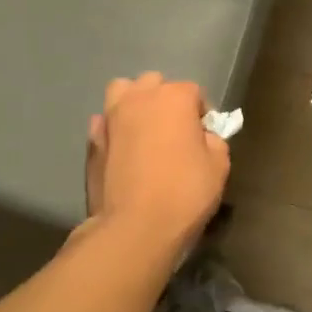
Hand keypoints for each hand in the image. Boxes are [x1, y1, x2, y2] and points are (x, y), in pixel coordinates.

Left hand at [83, 72, 229, 256]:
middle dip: (166, 100)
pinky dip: (113, 128)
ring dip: (134, 102)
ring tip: (143, 128)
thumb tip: (202, 137)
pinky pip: (104, 121)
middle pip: (155, 84)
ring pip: (123, 92)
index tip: (205, 137)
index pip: (194, 92)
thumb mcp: (219, 167)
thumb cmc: (184, 193)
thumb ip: (214, 141)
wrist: (135, 228)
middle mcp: (140, 97)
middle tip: (174, 131)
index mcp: (174, 97)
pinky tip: (121, 147)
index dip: (201, 114)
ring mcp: (111, 116)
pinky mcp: (91, 140)